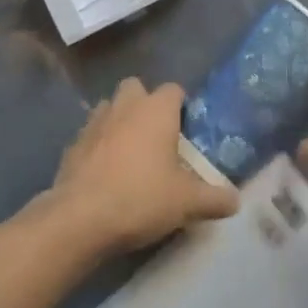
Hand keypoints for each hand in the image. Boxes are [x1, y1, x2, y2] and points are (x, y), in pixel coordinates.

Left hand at [41, 78, 238, 256]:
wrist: (79, 218)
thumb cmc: (140, 198)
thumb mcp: (187, 203)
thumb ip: (214, 198)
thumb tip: (235, 200)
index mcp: (156, 110)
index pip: (174, 89)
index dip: (181, 105)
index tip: (188, 130)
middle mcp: (125, 106)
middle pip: (136, 88)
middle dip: (145, 104)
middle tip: (157, 137)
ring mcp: (94, 122)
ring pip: (110, 107)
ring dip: (119, 121)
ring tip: (130, 153)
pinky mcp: (72, 145)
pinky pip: (91, 135)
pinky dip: (98, 146)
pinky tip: (105, 172)